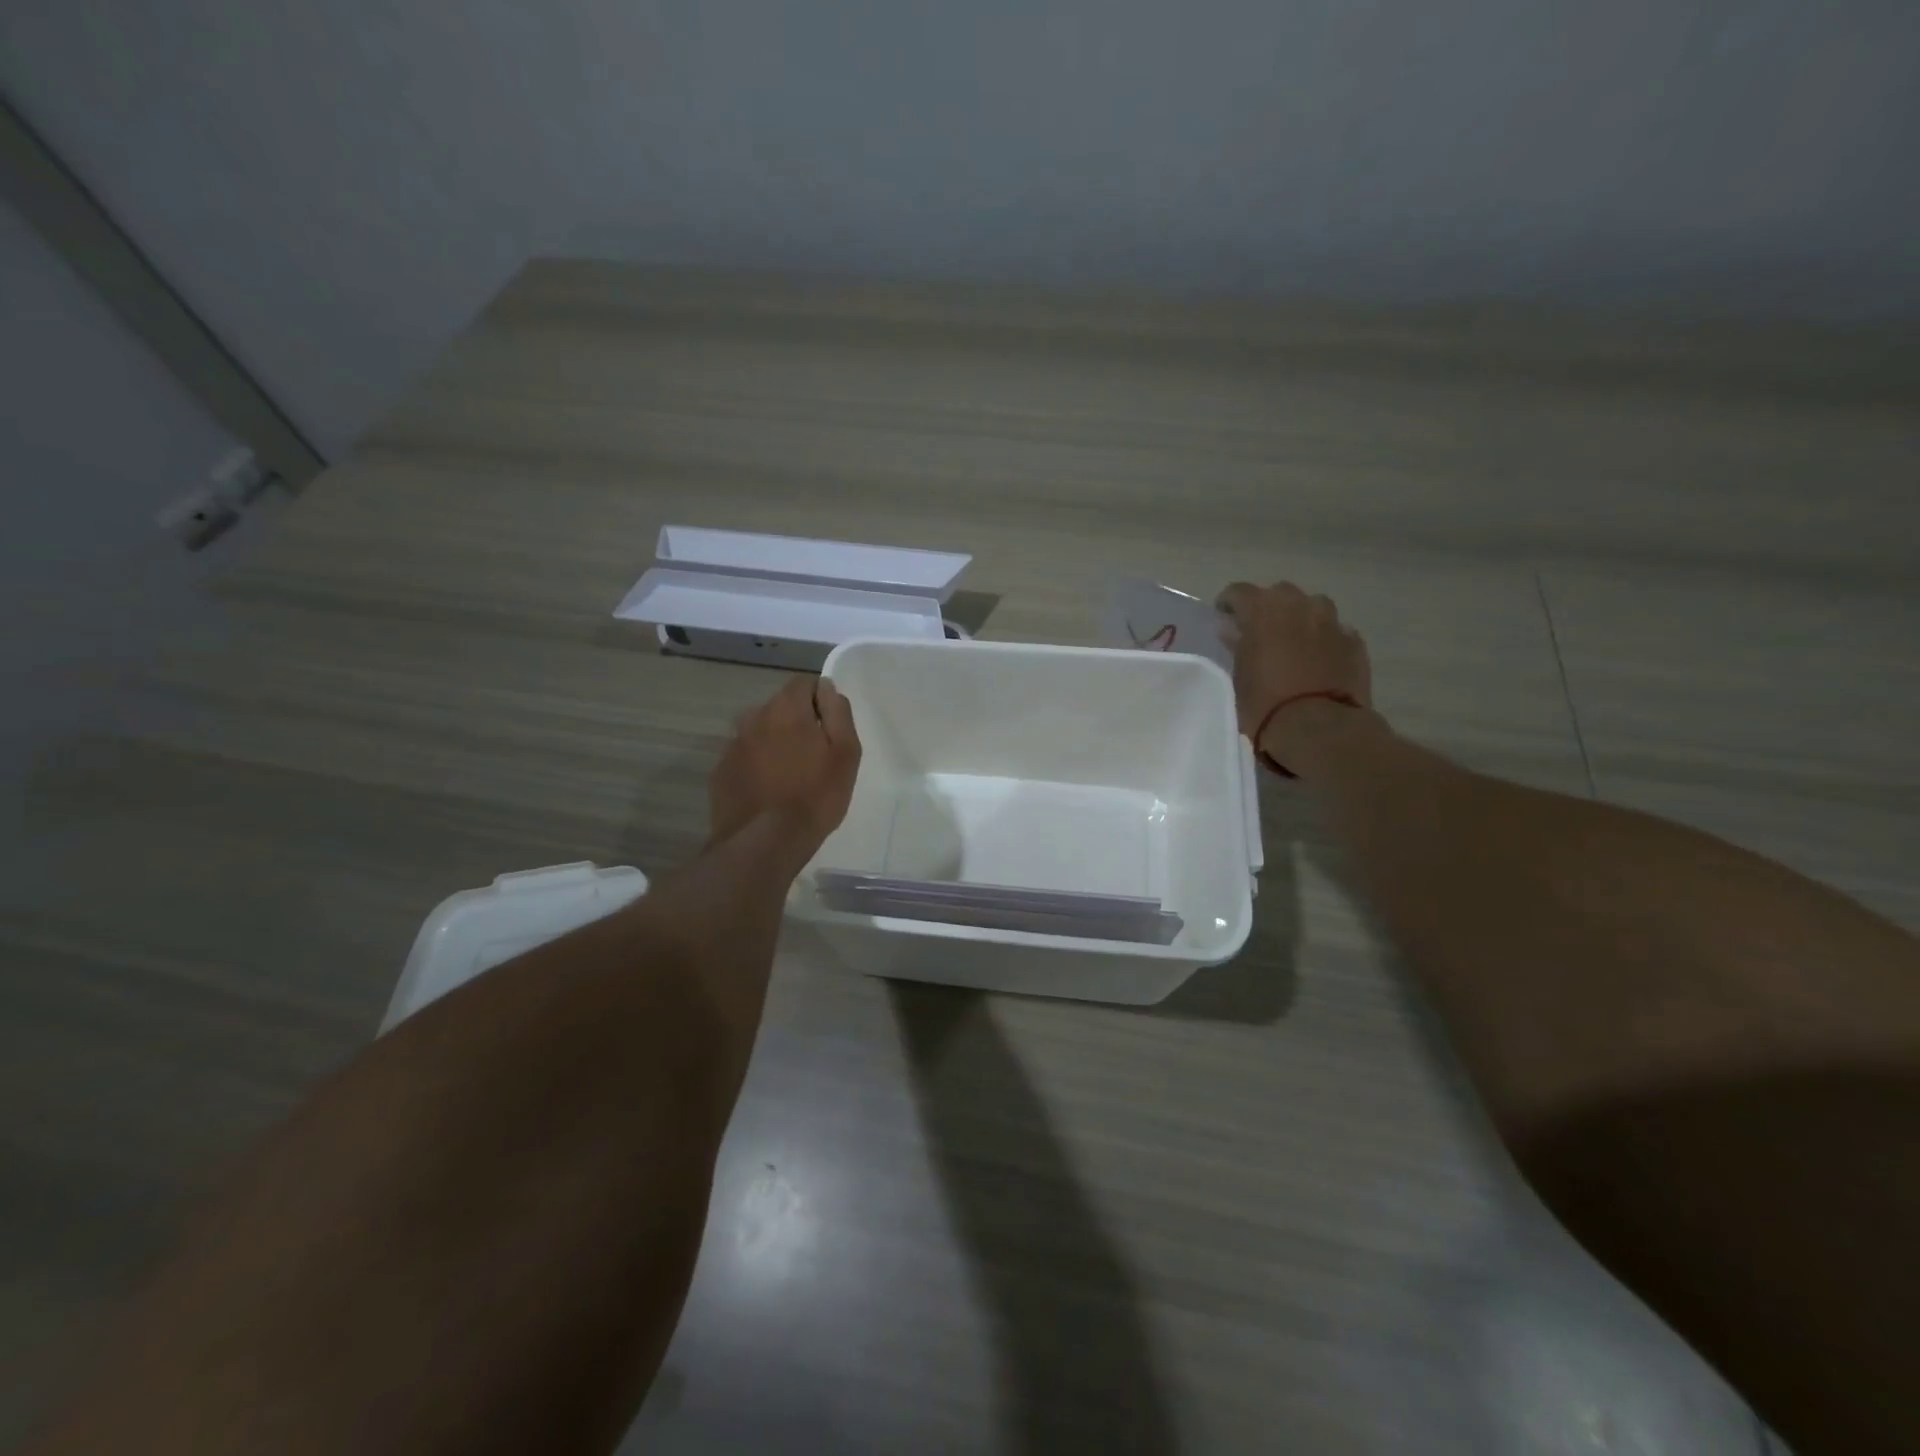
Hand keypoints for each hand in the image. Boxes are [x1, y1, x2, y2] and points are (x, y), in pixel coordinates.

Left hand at [709, 676, 862, 860]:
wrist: (764, 842)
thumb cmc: (815, 795)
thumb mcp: (845, 753)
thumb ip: (838, 713)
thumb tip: (827, 688)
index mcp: (786, 708)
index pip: (803, 683)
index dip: (820, 700)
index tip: (830, 728)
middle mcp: (753, 718)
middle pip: (779, 707)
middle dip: (796, 722)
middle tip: (813, 756)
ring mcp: (732, 746)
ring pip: (759, 732)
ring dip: (773, 743)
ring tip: (789, 775)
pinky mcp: (720, 773)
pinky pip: (744, 758)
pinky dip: (756, 766)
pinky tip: (768, 791)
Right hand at [1216, 581, 1372, 770]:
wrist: (1319, 728)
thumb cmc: (1265, 703)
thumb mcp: (1239, 675)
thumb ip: (1238, 645)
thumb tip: (1233, 630)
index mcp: (1263, 610)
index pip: (1239, 592)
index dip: (1229, 603)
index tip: (1224, 618)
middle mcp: (1299, 605)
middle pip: (1280, 593)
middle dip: (1268, 608)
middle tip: (1260, 632)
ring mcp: (1332, 622)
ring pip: (1313, 607)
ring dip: (1301, 618)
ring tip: (1293, 643)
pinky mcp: (1355, 642)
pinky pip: (1335, 631)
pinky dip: (1324, 639)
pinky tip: (1319, 660)